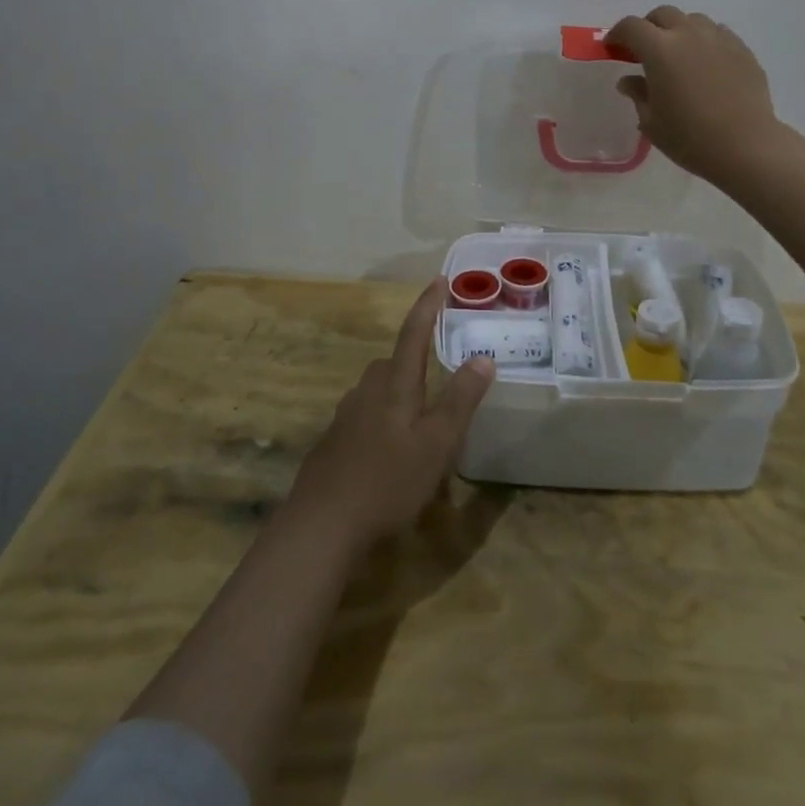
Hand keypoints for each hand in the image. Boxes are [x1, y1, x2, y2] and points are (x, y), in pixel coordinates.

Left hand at [288, 280, 494, 549]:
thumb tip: (483, 357)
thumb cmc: (388, 481)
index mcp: (395, 385)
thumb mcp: (437, 444)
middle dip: (415, 356)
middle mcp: (367, 390)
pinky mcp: (334, 441)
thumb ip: (460, 400)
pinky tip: (391, 448)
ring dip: (399, 390)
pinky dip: (383, 417)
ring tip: (421, 414)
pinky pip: (365, 414)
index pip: (414, 333)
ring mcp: (346, 415)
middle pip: (394, 361)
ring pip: (378, 388)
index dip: (428, 305)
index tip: (440, 280)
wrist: (321, 525)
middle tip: (440, 368)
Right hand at [605, 6, 784, 183]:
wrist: (746, 146)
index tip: (613, 47)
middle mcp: (689, 35)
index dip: (618, 34)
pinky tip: (706, 64)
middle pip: (663, 15)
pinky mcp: (743, 50)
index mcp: (660, 50)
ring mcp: (719, 39)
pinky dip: (705, 41)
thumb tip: (629, 80)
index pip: (631, 27)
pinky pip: (718, 34)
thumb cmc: (690, 138)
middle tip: (645, 50)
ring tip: (679, 55)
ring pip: (693, 20)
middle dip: (649, 27)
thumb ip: (638, 94)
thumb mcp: (652, 122)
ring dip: (679, 31)